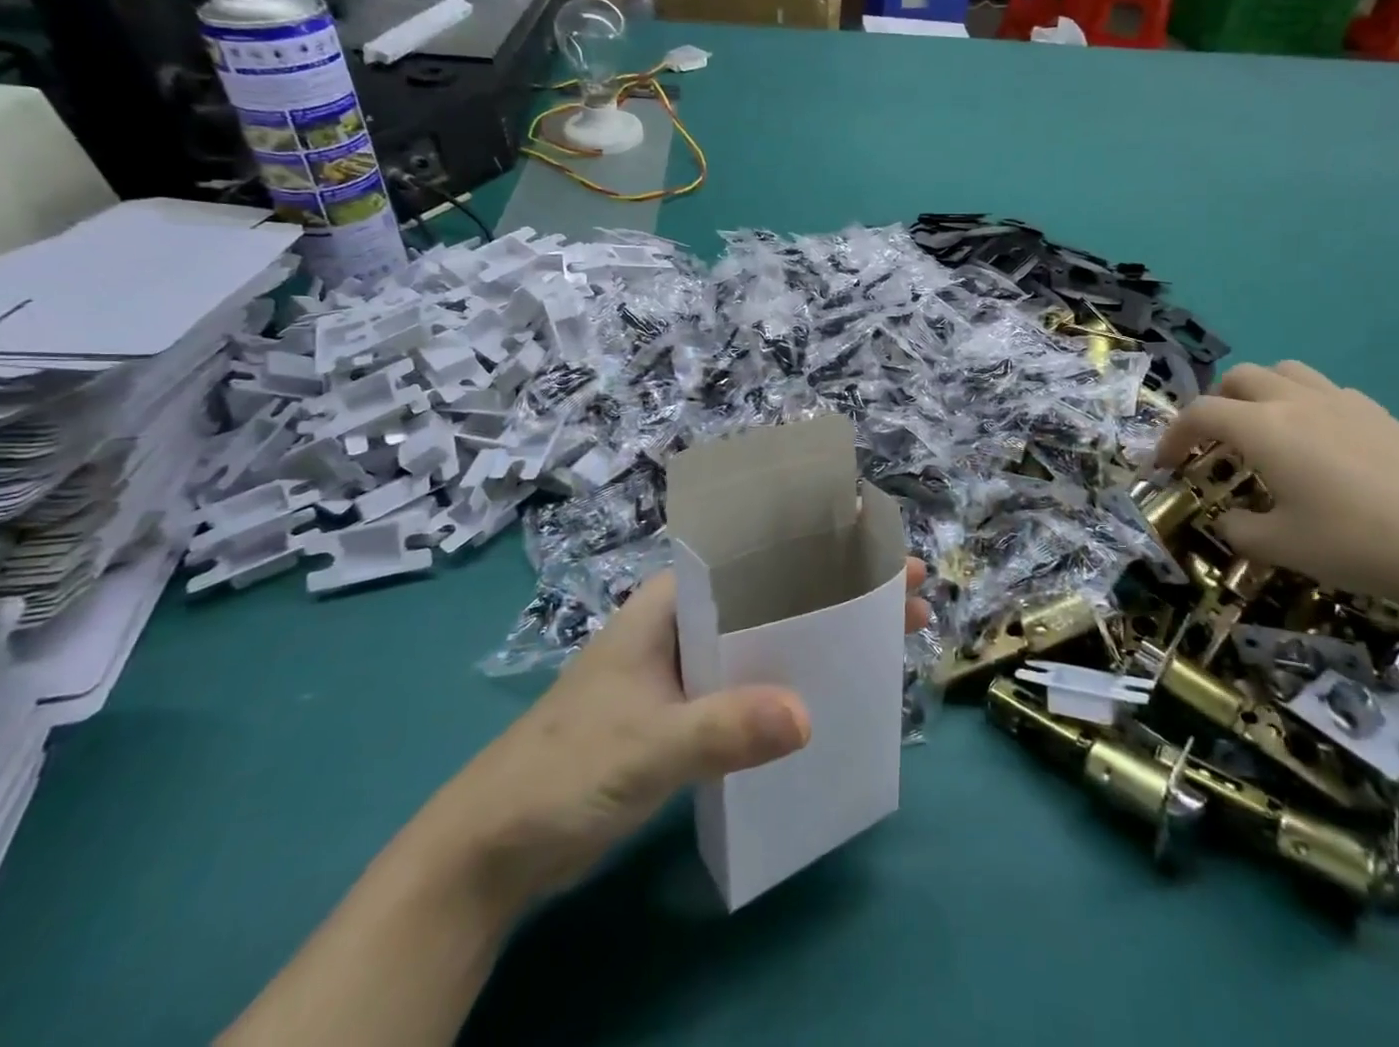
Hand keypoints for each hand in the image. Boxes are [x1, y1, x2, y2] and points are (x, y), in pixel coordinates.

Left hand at [418, 561, 932, 903]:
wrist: (494, 849)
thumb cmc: (562, 772)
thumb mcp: (646, 746)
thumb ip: (722, 729)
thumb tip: (810, 717)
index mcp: (670, 603)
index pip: (754, 558)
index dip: (818, 550)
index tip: (877, 552)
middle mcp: (682, 624)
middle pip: (771, 596)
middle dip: (835, 592)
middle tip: (904, 599)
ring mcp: (684, 669)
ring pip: (765, 640)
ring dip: (818, 637)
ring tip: (882, 641)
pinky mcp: (684, 713)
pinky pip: (751, 684)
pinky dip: (790, 682)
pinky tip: (827, 696)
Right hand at [1155, 362, 1398, 629]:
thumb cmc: (1360, 544)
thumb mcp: (1283, 548)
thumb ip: (1240, 530)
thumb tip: (1230, 520)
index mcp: (1263, 428)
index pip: (1199, 413)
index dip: (1173, 436)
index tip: (1165, 465)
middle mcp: (1296, 402)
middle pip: (1237, 378)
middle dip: (1214, 404)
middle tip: (1213, 445)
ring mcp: (1343, 402)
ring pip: (1284, 372)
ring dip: (1258, 393)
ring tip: (1261, 432)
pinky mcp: (1381, 415)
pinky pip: (1325, 391)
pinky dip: (1303, 404)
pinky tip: (1319, 445)